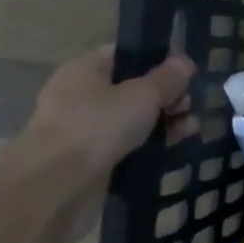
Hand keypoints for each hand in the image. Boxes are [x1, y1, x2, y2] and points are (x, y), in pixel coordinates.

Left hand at [19, 47, 197, 242]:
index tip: (187, 71)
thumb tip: (185, 62)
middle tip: (189, 105)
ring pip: (132, 119)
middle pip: (133, 87)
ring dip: (162, 122)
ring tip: (190, 129)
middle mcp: (81, 95)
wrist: (53, 188)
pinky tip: (174, 148)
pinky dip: (149, 145)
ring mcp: (84, 130)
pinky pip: (127, 145)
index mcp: (85, 69)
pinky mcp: (91, 160)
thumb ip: (168, 78)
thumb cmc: (96, 127)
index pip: (127, 54)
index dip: (159, 59)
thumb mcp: (142, 95)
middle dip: (166, 95)